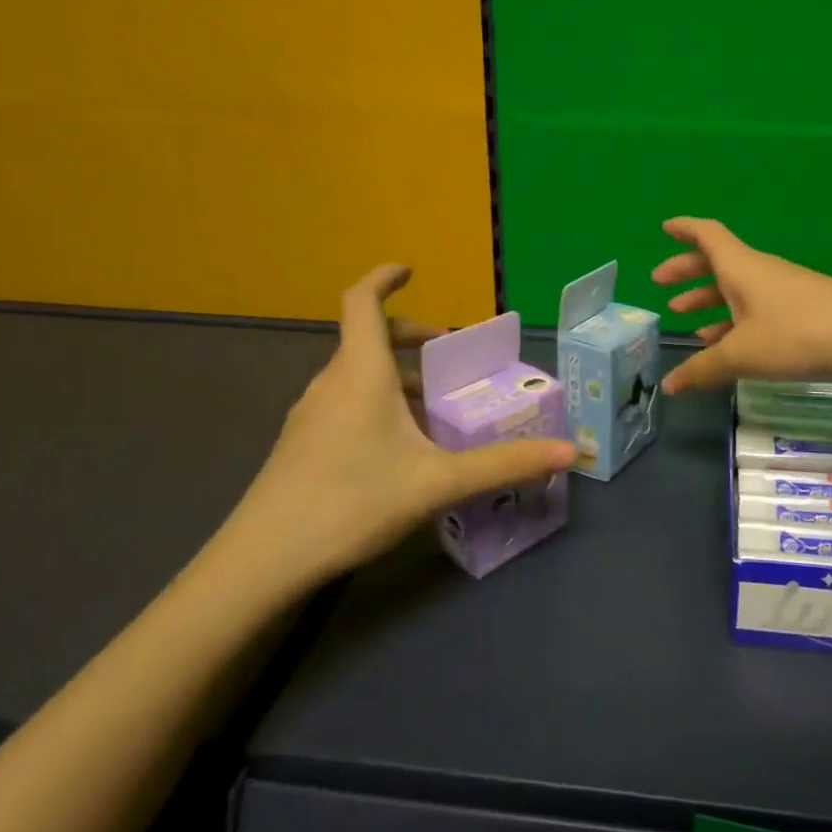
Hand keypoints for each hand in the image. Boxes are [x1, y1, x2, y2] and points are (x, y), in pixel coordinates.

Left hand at [221, 266, 574, 588]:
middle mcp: (331, 383)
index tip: (409, 269)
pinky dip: (374, 400)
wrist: (262, 562)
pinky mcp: (300, 445)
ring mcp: (309, 415)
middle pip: (365, 338)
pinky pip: (343, 402)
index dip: (383, 277)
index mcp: (360, 373)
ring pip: (354, 374)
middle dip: (408, 335)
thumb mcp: (438, 482)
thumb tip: (570, 453)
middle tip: (447, 352)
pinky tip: (396, 446)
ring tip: (431, 404)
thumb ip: (504, 465)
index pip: (362, 302)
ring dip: (393, 373)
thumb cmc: (352, 502)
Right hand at [652, 217, 831, 394]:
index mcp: (742, 268)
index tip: (664, 227)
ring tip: (684, 320)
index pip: (708, 235)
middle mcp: (760, 273)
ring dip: (709, 300)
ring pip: (736, 290)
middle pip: (718, 263)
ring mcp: (783, 293)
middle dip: (688, 271)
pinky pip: (755, 312)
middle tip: (660, 284)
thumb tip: (669, 385)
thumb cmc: (799, 333)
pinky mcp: (801, 315)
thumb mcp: (744, 354)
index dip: (685, 229)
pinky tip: (723, 346)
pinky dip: (733, 323)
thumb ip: (704, 369)